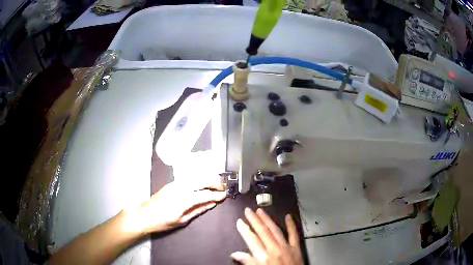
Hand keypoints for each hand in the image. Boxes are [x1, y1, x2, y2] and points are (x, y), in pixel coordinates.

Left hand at [137, 178, 225, 233]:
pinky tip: (203, 185)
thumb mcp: (182, 220)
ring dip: (207, 179)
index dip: (217, 194)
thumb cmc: (163, 222)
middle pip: (201, 180)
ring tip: (216, 185)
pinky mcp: (172, 183)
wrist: (144, 215)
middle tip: (223, 187)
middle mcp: (180, 188)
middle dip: (215, 182)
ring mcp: (175, 183)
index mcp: (183, 200)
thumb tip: (212, 204)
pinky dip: (199, 180)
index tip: (225, 195)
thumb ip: (198, 210)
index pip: (205, 194)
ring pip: (196, 177)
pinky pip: (189, 179)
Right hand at [232, 208, 302, 264]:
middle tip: (248, 211)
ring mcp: (286, 247)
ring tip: (261, 211)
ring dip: (267, 220)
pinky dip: (291, 225)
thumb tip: (235, 254)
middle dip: (254, 220)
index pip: (251, 240)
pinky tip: (288, 217)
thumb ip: (248, 261)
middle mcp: (274, 249)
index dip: (244, 230)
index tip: (239, 221)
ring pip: (275, 230)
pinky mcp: (296, 247)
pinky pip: (293, 234)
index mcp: (263, 256)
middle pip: (263, 231)